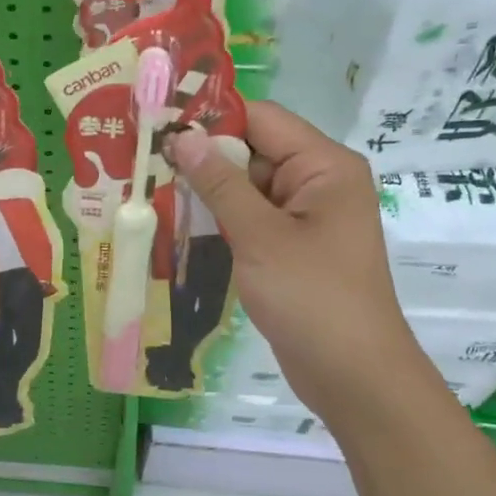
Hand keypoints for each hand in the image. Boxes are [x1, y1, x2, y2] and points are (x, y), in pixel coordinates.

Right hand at [164, 101, 420, 411]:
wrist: (353, 376)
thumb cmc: (312, 297)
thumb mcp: (260, 236)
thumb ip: (220, 184)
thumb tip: (183, 137)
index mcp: (324, 166)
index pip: (261, 120)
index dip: (211, 119)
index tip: (158, 124)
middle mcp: (318, 183)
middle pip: (252, 152)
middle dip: (202, 158)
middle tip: (142, 161)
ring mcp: (305, 219)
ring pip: (247, 189)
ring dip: (206, 193)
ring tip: (148, 189)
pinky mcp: (291, 249)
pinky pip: (251, 220)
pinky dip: (219, 221)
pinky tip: (176, 225)